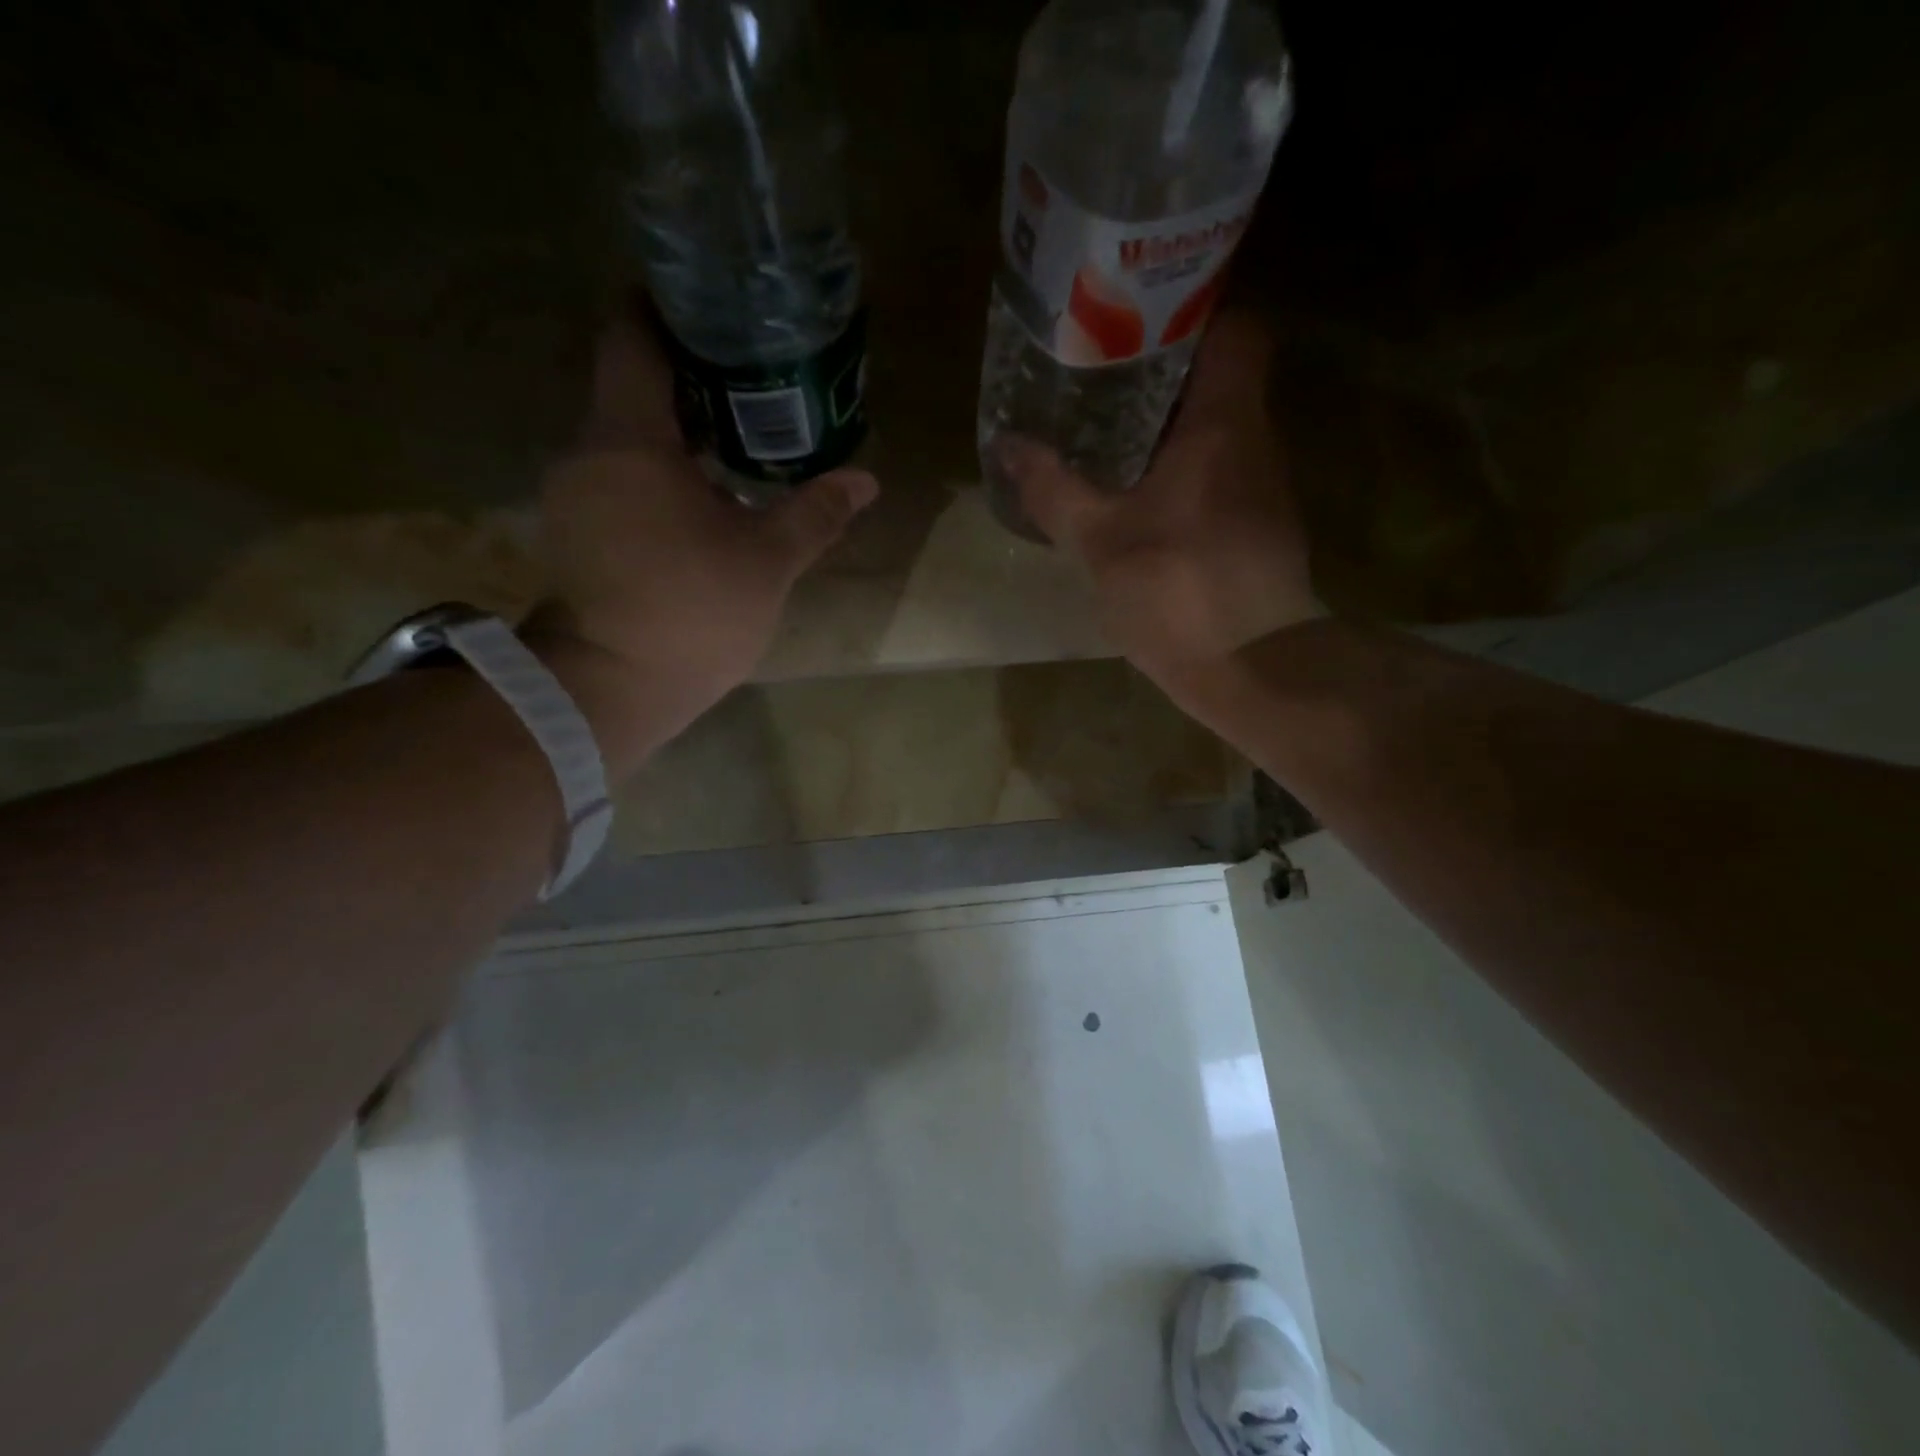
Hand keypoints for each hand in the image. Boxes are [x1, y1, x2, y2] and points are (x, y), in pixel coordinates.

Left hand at [525, 307, 877, 776]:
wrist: (616, 688)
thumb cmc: (692, 613)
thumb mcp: (767, 562)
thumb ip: (814, 513)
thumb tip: (865, 481)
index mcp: (630, 440)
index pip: (632, 337)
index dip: (668, 309)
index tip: (716, 311)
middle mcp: (588, 451)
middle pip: (632, 385)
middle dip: (690, 377)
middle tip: (754, 380)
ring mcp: (574, 493)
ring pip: (625, 435)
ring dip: (676, 431)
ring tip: (737, 438)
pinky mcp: (576, 529)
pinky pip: (617, 474)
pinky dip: (656, 470)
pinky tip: (702, 493)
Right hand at [996, 314, 1318, 698]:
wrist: (1250, 666)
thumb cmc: (1176, 589)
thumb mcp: (1100, 539)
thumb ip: (1054, 489)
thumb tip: (1008, 445)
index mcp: (1225, 423)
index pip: (1236, 328)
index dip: (1194, 313)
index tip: (1138, 323)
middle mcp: (1256, 441)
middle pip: (1219, 379)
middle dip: (1162, 376)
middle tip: (1100, 380)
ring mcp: (1262, 487)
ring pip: (1217, 431)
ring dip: (1168, 428)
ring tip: (1107, 434)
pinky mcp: (1258, 528)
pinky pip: (1218, 475)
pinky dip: (1181, 472)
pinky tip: (1138, 497)